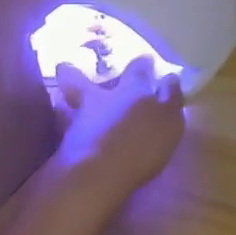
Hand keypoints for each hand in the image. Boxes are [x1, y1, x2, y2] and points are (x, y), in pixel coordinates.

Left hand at [44, 57, 185, 212]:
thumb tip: (170, 77)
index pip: (137, 69)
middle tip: (67, 65)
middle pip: (82, 79)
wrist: (98, 174)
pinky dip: (67, 129)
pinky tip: (71, 135)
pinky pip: (65, 129)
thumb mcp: (170, 120)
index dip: (142, 64)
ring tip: (66, 103)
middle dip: (75, 71)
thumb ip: (170, 98)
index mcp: (132, 90)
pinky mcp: (65, 145)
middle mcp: (102, 99)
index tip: (145, 60)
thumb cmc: (142, 144)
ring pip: (68, 102)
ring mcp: (79, 121)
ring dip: (67, 100)